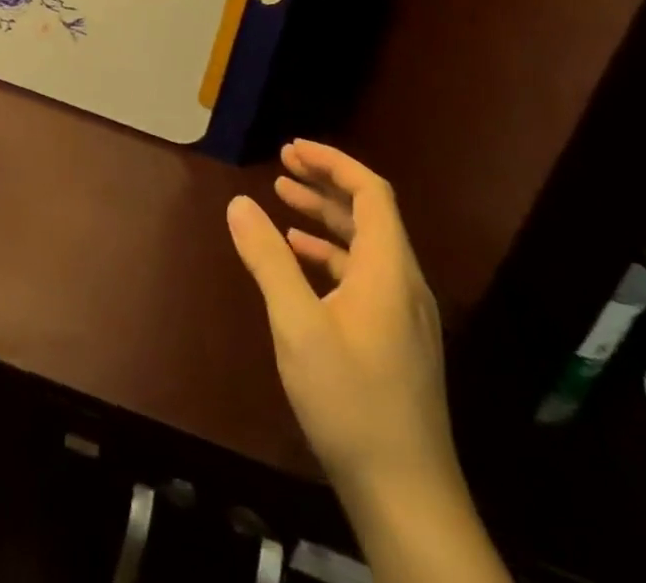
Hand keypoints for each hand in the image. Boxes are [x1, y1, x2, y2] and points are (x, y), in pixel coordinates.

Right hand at [227, 141, 453, 499]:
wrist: (407, 497)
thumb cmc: (351, 402)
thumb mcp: (298, 326)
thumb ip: (268, 260)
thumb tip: (239, 203)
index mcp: (388, 271)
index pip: (370, 193)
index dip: (333, 163)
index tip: (292, 148)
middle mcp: (403, 285)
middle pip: (369, 215)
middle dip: (325, 184)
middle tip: (282, 165)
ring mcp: (403, 316)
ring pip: (364, 247)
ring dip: (325, 219)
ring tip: (282, 203)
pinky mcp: (396, 342)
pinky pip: (363, 277)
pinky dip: (329, 256)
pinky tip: (300, 263)